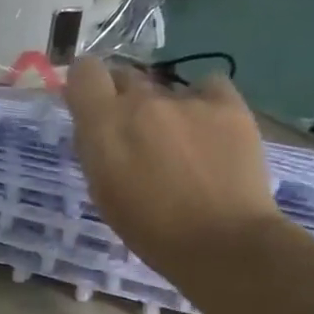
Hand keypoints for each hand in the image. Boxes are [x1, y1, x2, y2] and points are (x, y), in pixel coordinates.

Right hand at [65, 57, 279, 273]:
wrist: (221, 242)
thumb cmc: (149, 229)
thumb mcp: (102, 190)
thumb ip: (96, 148)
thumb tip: (97, 126)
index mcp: (103, 124)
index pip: (84, 71)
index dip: (86, 83)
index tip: (91, 102)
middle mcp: (141, 101)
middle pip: (125, 76)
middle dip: (124, 98)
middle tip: (136, 131)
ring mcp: (186, 100)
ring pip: (165, 89)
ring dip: (165, 108)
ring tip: (182, 143)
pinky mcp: (228, 104)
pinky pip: (208, 87)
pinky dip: (205, 102)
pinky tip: (211, 129)